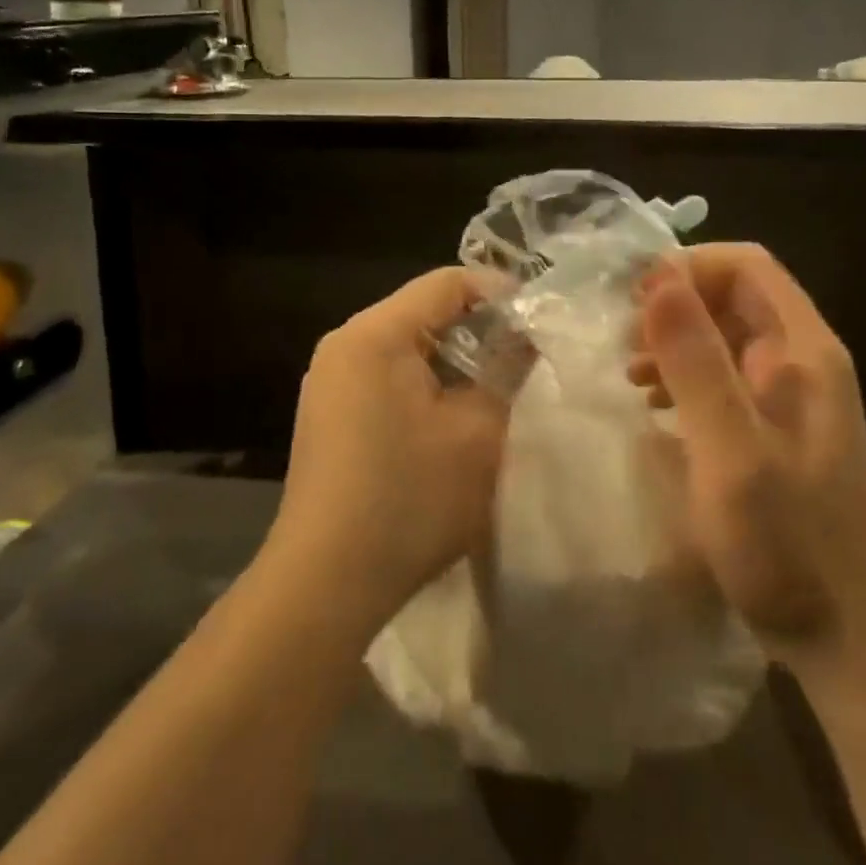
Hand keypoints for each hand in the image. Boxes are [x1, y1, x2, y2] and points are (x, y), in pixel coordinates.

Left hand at [269, 268, 512, 631]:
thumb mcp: (478, 432)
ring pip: (407, 346)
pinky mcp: (329, 415)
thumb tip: (524, 339)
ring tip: (497, 386)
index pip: (446, 282)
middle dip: (478, 328)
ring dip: (454, 360)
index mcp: (375, 334)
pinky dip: (425, 384)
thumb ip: (507, 371)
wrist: (326, 582)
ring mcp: (330, 381)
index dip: (500, 293)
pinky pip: (387, 377)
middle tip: (526, 355)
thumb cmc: (410, 498)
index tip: (539, 320)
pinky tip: (453, 417)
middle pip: (423, 311)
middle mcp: (345, 344)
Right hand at [630, 245, 865, 665]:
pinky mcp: (777, 427)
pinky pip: (726, 374)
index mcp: (804, 351)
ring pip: (726, 334)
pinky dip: (686, 375)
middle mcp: (803, 360)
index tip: (633, 299)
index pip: (747, 266)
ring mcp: (792, 395)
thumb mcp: (730, 451)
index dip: (688, 268)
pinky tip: (657, 404)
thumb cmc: (787, 544)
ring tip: (631, 371)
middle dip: (675, 305)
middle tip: (623, 339)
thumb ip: (696, 362)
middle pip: (735, 296)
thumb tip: (658, 278)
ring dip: (676, 339)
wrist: (845, 636)